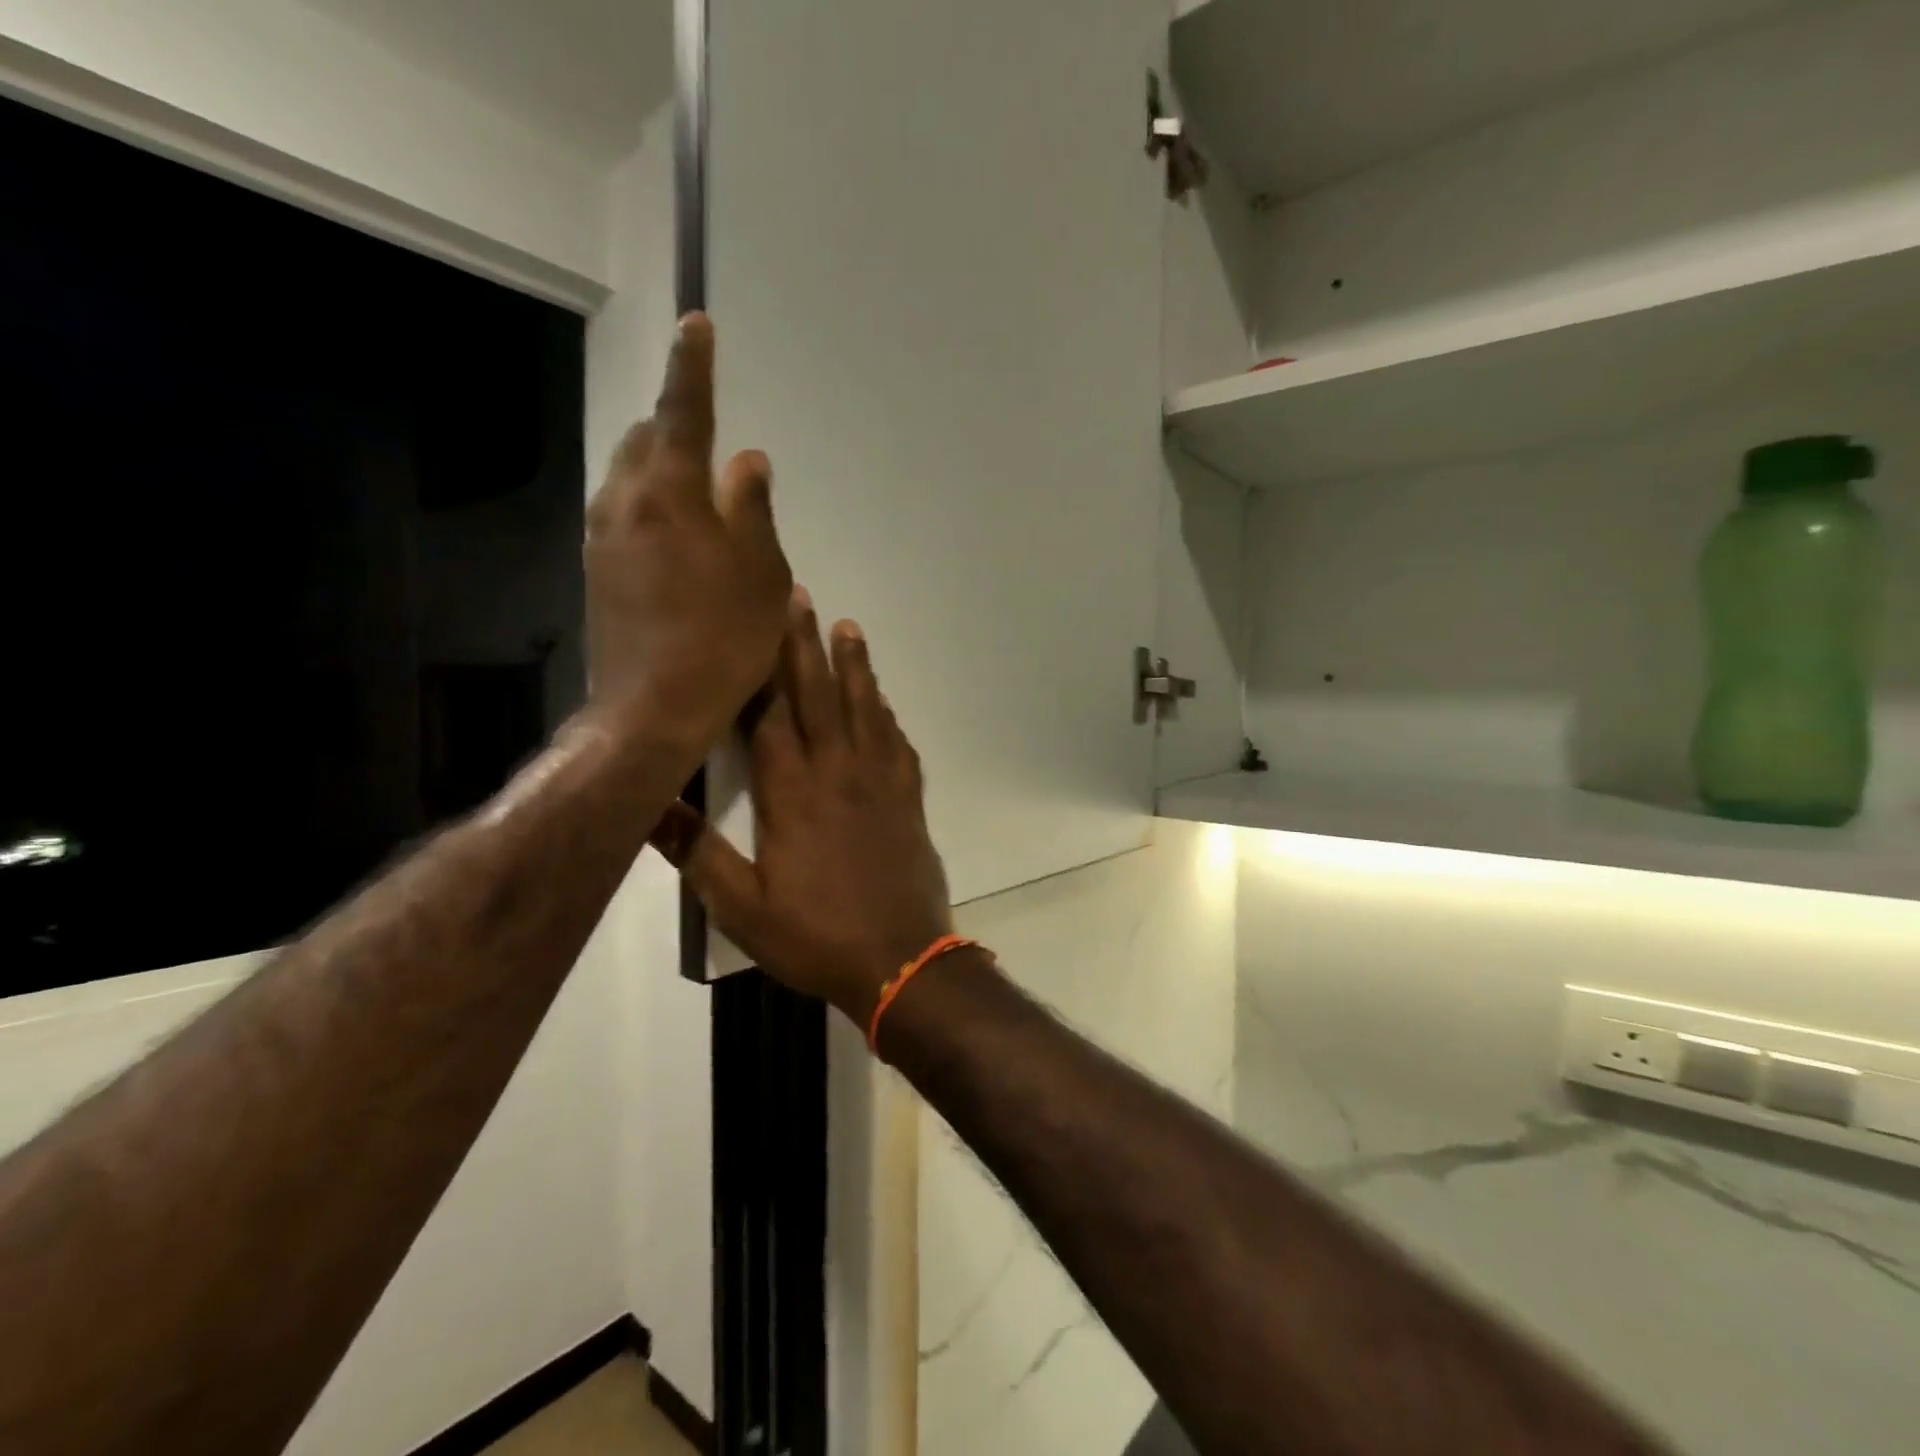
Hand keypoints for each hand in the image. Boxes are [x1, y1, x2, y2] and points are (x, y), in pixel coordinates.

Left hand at [585, 313, 790, 752]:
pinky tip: (675, 534)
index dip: (694, 366)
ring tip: (695, 486)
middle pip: (644, 438)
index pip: (683, 412)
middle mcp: (625, 501)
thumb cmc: (723, 639)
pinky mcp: (595, 569)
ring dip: (659, 464)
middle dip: (673, 422)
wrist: (653, 707)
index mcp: (671, 493)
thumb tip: (748, 460)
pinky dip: (648, 502)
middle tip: (708, 434)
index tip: (697, 324)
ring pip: (627, 475)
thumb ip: (753, 509)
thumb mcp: (761, 574)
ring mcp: (603, 536)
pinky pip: (621, 511)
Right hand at [652, 594, 953, 1024]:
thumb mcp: (742, 909)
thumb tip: (648, 805)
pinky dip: (888, 715)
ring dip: (856, 666)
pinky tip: (883, 702)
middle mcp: (838, 772)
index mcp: (792, 793)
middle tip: (801, 596)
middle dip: (806, 644)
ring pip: (866, 709)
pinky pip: (898, 743)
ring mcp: (880, 782)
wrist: (901, 960)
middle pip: (820, 695)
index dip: (762, 667)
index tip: (755, 621)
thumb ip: (697, 854)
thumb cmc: (815, 936)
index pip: (772, 714)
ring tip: (848, 627)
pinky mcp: (909, 799)